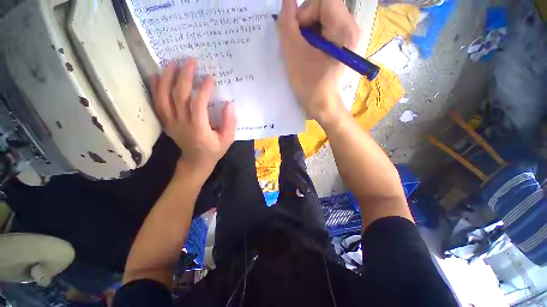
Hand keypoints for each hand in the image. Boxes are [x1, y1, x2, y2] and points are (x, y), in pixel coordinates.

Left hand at [152, 59, 235, 175]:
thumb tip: (229, 104)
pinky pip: (157, 104)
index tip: (210, 78)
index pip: (198, 105)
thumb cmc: (214, 150)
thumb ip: (229, 123)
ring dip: (167, 79)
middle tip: (191, 62)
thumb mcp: (227, 139)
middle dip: (185, 77)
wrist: (196, 161)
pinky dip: (156, 89)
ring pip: (164, 97)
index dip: (203, 90)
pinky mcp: (166, 122)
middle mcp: (182, 123)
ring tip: (172, 64)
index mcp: (199, 129)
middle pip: (179, 96)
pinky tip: (158, 76)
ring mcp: (171, 122)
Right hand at [277, 0, 359, 124]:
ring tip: (303, 50)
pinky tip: (308, 51)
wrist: (320, 103)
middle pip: (323, 5)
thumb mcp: (294, 54)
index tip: (298, 30)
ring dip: (306, 29)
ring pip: (321, 15)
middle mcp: (349, 26)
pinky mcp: (340, 41)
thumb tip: (287, 0)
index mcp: (343, 29)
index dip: (305, 10)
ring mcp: (345, 34)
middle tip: (299, 44)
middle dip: (305, 20)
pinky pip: (323, 26)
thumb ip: (288, 24)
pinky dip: (311, 35)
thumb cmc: (308, 84)